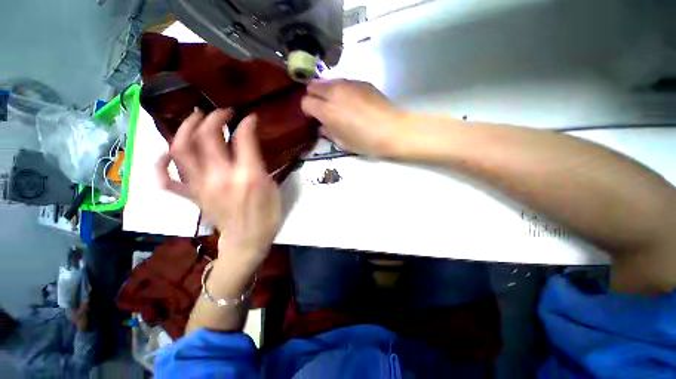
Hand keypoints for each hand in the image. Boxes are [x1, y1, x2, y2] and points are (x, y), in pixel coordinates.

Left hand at [156, 109, 281, 268]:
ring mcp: (200, 186)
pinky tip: (167, 153)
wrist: (247, 241)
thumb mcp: (272, 188)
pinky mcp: (192, 196)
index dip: (246, 123)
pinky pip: (166, 179)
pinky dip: (161, 164)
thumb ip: (259, 165)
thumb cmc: (267, 216)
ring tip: (194, 118)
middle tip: (223, 113)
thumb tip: (249, 146)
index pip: (242, 139)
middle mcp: (220, 177)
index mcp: (247, 176)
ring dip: (185, 128)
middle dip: (214, 117)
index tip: (250, 117)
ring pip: (181, 150)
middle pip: (206, 136)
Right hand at [301, 79, 404, 156]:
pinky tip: (352, 101)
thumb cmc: (365, 141)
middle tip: (323, 109)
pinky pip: (343, 82)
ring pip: (328, 81)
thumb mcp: (342, 143)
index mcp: (327, 110)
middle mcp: (334, 92)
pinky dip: (341, 90)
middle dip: (313, 97)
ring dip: (327, 92)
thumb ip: (328, 132)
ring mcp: (348, 83)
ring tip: (337, 104)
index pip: (305, 102)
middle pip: (313, 86)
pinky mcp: (361, 81)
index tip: (314, 118)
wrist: (392, 130)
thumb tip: (322, 126)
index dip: (308, 111)